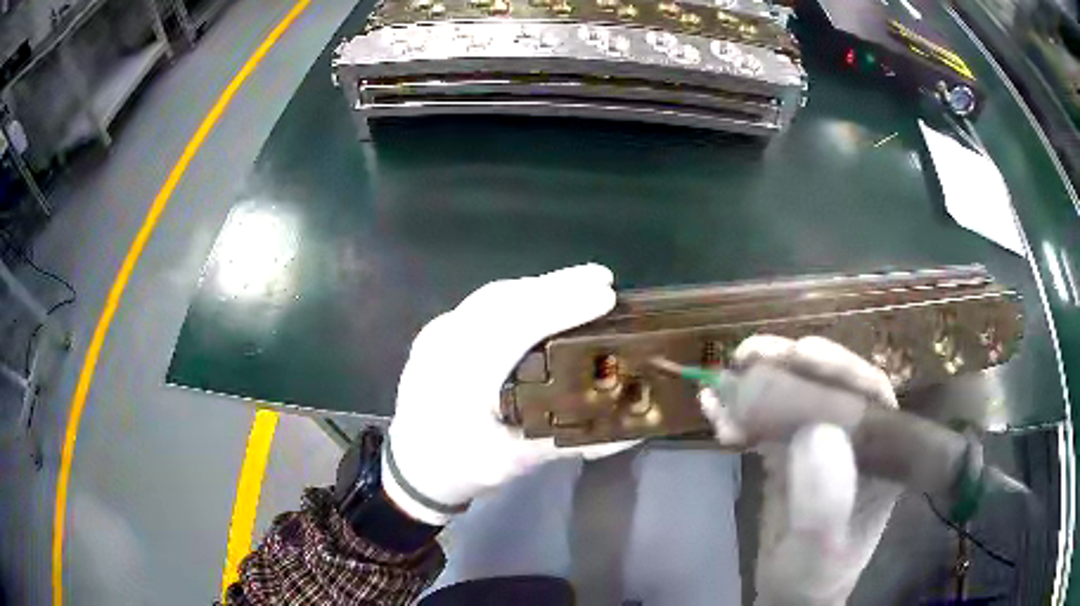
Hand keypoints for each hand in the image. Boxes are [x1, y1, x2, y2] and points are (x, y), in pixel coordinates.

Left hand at [383, 264, 635, 525]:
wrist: (413, 467)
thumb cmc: (460, 468)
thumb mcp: (514, 463)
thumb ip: (570, 442)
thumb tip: (629, 431)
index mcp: (457, 379)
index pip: (512, 329)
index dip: (559, 307)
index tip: (604, 295)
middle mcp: (443, 345)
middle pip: (502, 300)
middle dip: (556, 285)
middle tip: (602, 279)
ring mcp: (437, 334)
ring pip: (492, 297)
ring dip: (539, 287)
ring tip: (582, 284)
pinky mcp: (440, 333)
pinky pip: (483, 305)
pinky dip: (520, 296)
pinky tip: (545, 299)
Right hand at [703, 335, 901, 605]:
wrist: (788, 593)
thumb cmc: (814, 575)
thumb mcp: (821, 547)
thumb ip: (825, 501)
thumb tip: (816, 430)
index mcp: (881, 454)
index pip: (870, 394)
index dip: (838, 367)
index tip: (800, 352)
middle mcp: (854, 440)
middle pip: (827, 387)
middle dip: (789, 366)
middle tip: (746, 355)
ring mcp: (820, 445)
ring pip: (793, 400)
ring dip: (757, 388)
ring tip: (719, 384)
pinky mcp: (789, 455)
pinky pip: (765, 424)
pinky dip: (738, 414)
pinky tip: (711, 409)